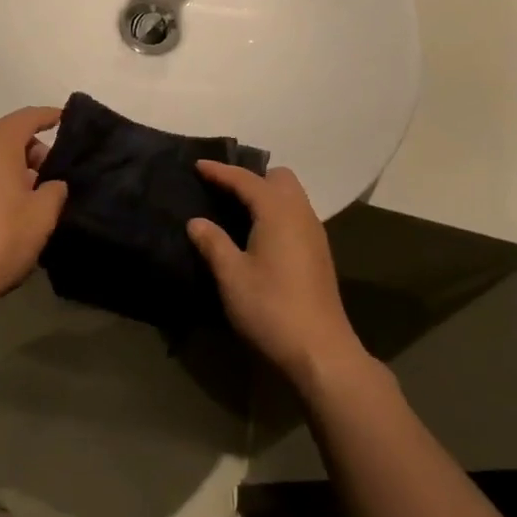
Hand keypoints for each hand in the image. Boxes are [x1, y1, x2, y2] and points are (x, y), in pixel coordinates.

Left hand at [0, 106, 66, 319]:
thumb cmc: (0, 237)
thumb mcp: (43, 214)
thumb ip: (55, 189)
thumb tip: (52, 183)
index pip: (29, 117)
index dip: (52, 117)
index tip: (68, 121)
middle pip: (7, 135)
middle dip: (32, 150)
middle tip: (54, 176)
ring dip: (11, 167)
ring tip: (32, 195)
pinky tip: (6, 206)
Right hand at [187, 162, 367, 387]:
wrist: (320, 351)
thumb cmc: (271, 308)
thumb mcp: (232, 276)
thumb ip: (213, 243)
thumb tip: (196, 221)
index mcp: (278, 212)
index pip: (246, 180)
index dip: (220, 171)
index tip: (198, 165)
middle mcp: (301, 214)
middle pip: (279, 179)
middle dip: (251, 177)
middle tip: (223, 189)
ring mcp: (315, 234)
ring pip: (291, 197)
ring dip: (266, 195)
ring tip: (237, 209)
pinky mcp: (319, 254)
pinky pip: (296, 215)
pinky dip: (276, 212)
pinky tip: (259, 235)